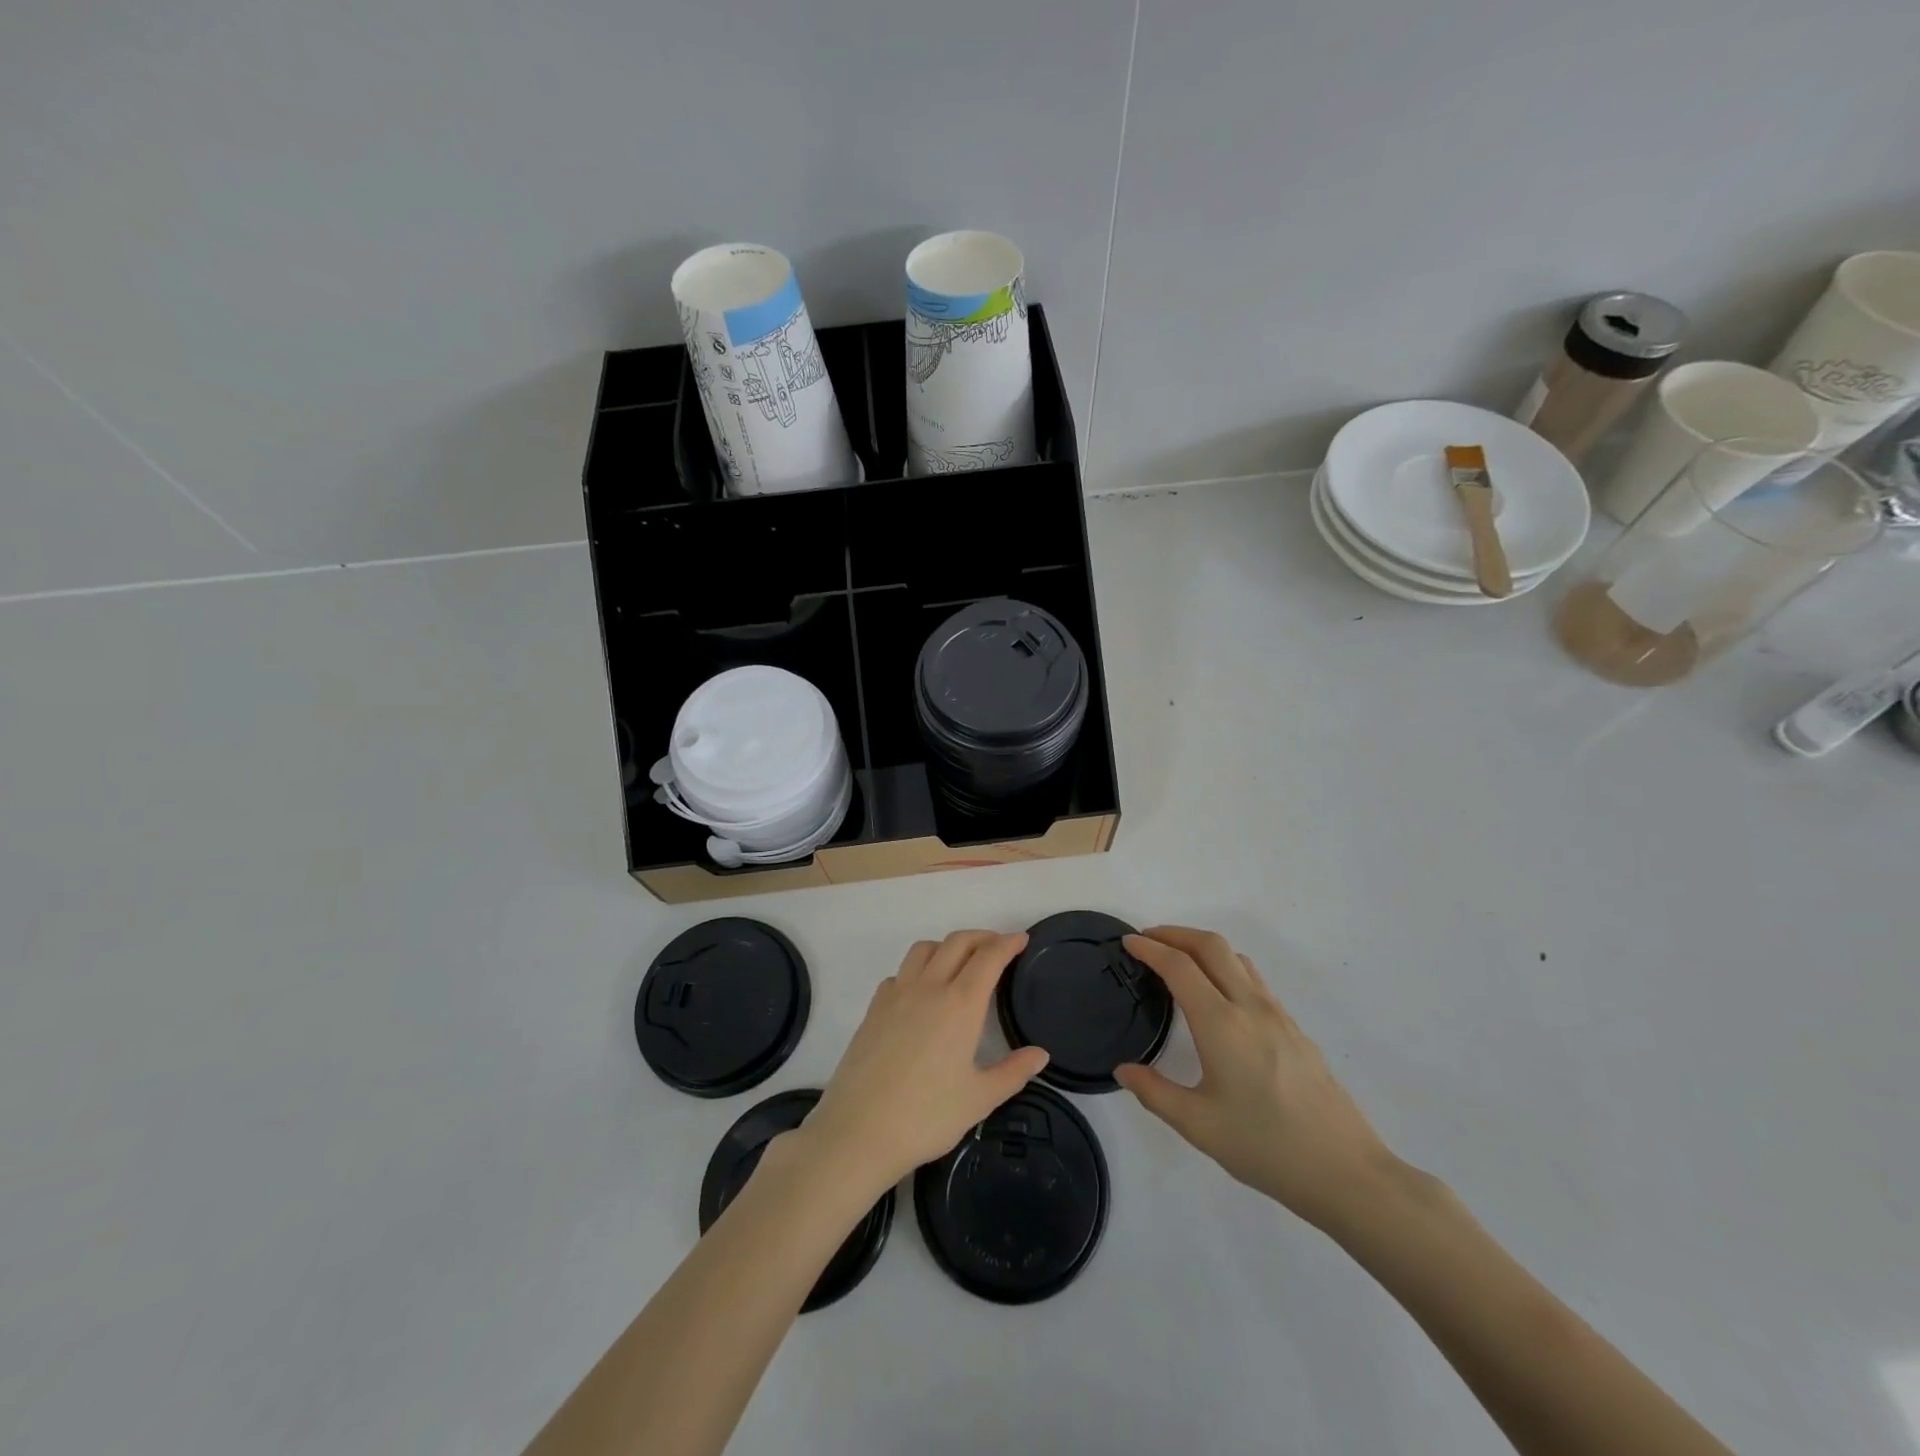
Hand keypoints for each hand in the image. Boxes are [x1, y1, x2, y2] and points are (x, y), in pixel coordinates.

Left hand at [802, 931, 1048, 1195]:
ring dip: (948, 945)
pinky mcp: (874, 1008)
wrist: (858, 1131)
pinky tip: (922, 992)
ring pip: (924, 949)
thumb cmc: (926, 1117)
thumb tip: (1040, 1054)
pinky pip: (900, 972)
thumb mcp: (979, 1099)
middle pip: (957, 942)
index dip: (1007, 943)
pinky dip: (918, 969)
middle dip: (982, 937)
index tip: (1021, 939)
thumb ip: (1013, 1072)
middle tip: (999, 946)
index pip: (988, 957)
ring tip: (961, 963)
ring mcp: (896, 994)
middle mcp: (929, 988)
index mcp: (960, 1004)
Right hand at [1115, 926, 1400, 1231]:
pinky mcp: (1295, 1029)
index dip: (1150, 948)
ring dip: (1203, 947)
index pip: (1179, 967)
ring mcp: (1278, 1015)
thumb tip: (1124, 1070)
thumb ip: (1155, 1093)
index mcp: (1221, 1024)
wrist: (1347, 1172)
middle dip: (1176, 933)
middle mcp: (1250, 1007)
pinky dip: (1226, 968)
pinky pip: (1254, 980)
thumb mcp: (1199, 1125)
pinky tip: (1219, 997)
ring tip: (1179, 961)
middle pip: (1211, 945)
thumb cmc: (1266, 1147)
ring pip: (1237, 958)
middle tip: (1148, 939)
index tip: (1128, 941)